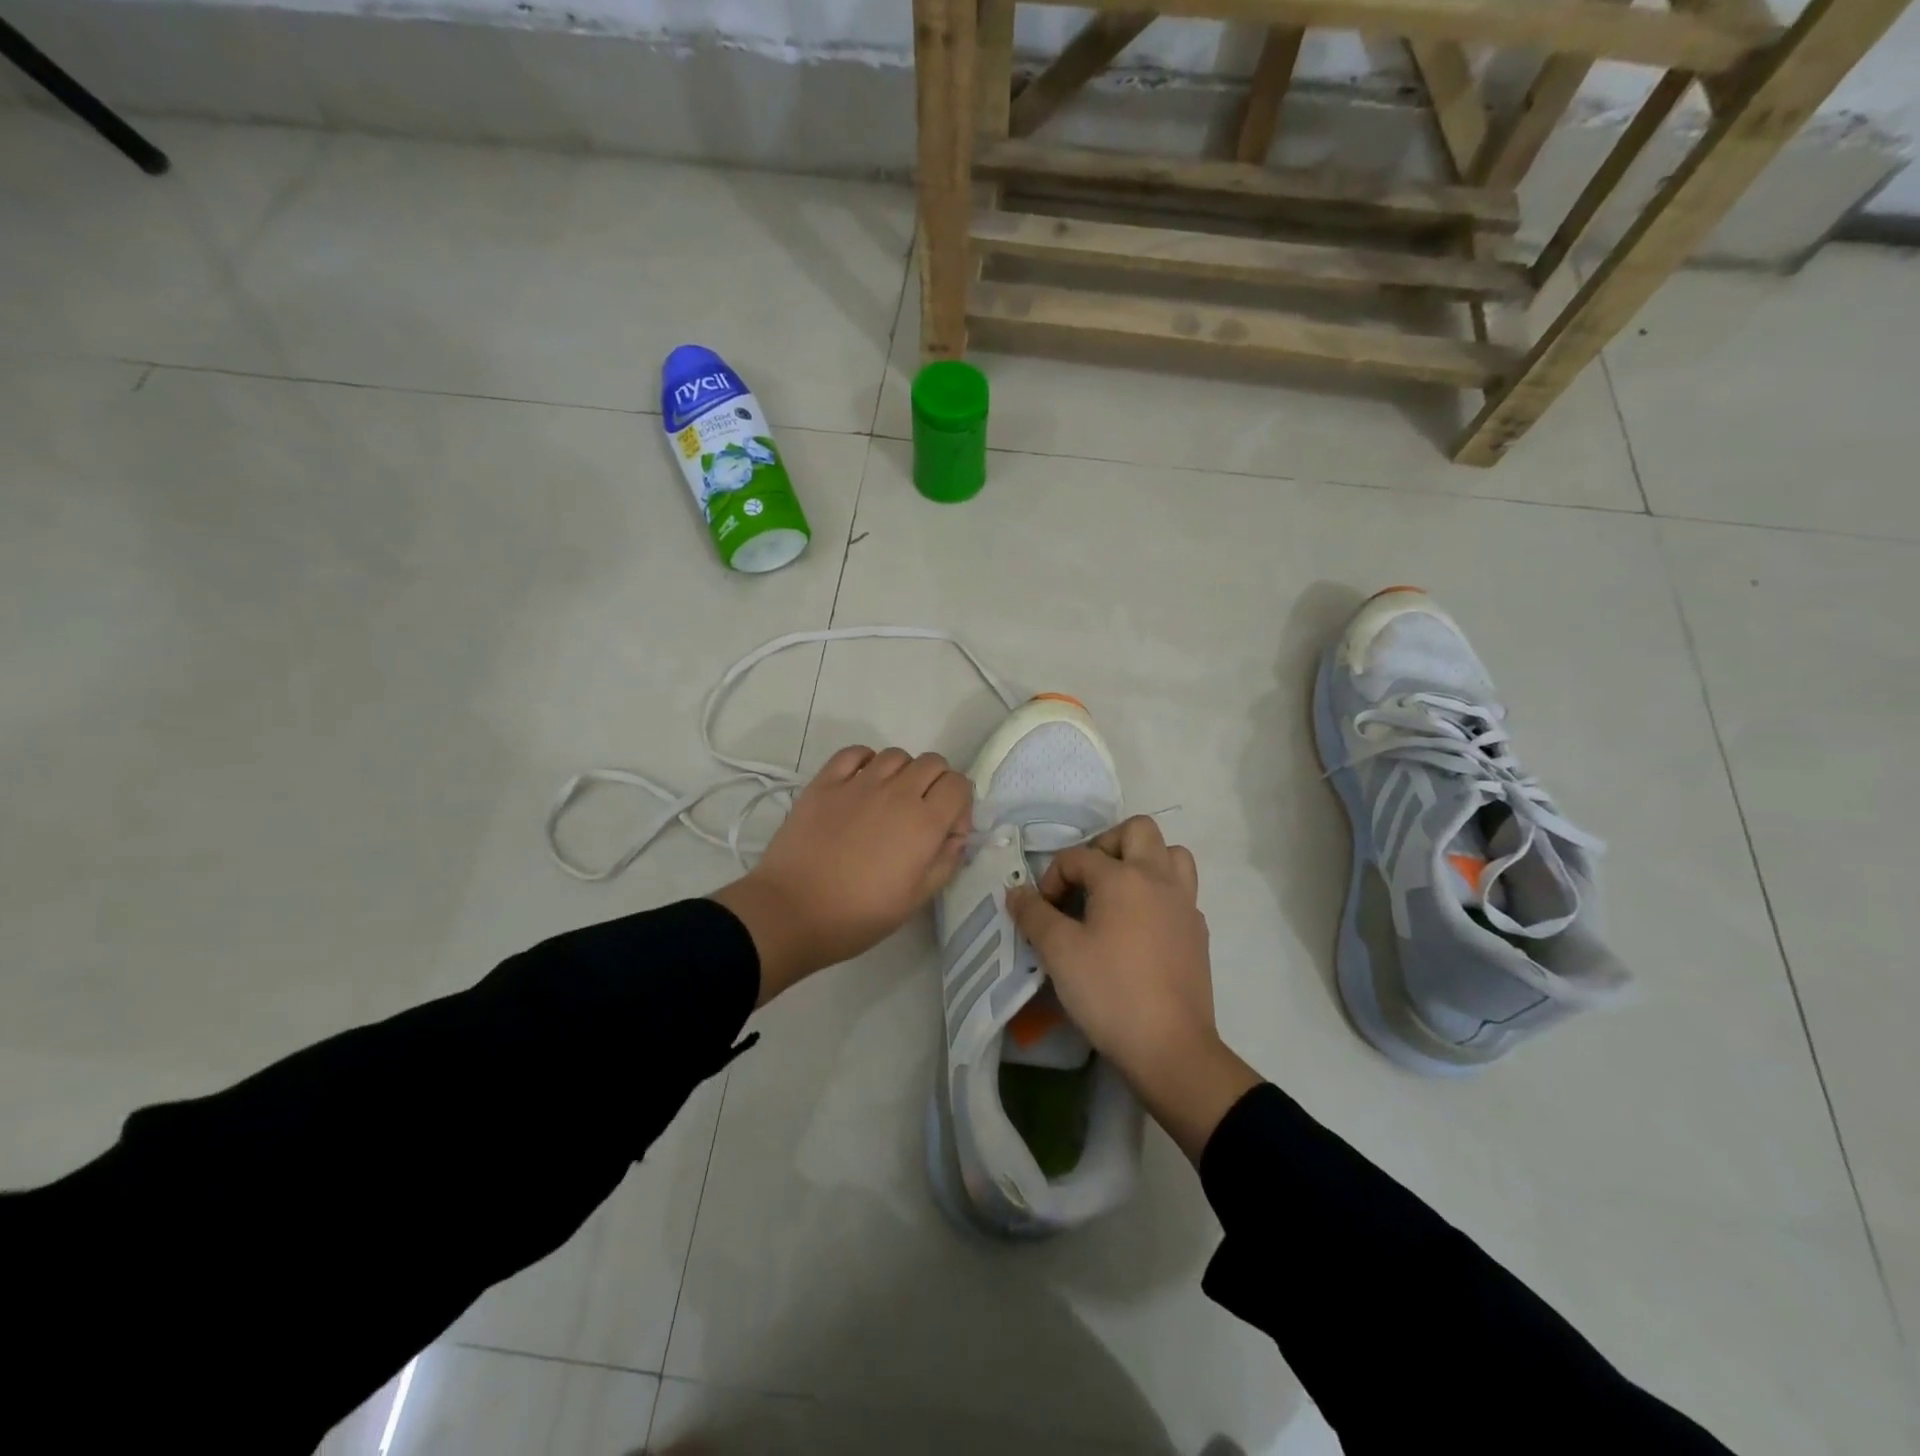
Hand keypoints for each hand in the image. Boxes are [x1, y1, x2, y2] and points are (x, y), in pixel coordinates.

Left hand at [713, 745, 972, 1004]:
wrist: (792, 911)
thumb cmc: (859, 914)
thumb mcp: (916, 899)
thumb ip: (945, 862)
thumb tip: (956, 837)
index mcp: (924, 822)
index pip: (959, 785)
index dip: (960, 805)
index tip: (947, 830)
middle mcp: (897, 792)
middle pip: (933, 763)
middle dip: (936, 783)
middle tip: (921, 813)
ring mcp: (859, 782)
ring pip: (896, 754)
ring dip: (903, 772)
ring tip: (889, 800)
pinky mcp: (825, 782)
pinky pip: (855, 753)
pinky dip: (866, 761)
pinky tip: (860, 784)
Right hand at [1006, 817, 1259, 1160]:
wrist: (1170, 1047)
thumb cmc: (1109, 992)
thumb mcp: (1058, 952)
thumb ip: (1033, 915)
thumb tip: (1016, 892)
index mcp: (1123, 877)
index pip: (1079, 857)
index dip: (1052, 878)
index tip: (1041, 912)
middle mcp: (1159, 878)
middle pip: (1138, 830)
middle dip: (1105, 845)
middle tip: (1086, 880)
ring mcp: (1185, 904)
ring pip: (1171, 855)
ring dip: (1143, 861)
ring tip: (1118, 893)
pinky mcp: (1198, 931)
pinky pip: (1180, 891)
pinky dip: (1159, 894)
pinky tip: (1139, 927)